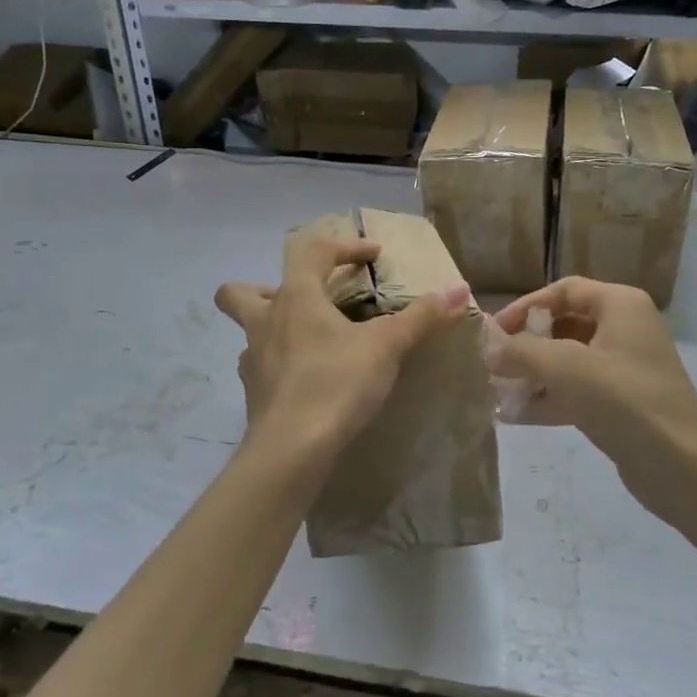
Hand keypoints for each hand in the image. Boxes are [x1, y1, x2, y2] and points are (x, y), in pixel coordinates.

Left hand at [215, 232, 468, 463]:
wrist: (292, 449)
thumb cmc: (336, 382)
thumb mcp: (387, 346)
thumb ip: (422, 316)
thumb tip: (458, 289)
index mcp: (295, 297)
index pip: (315, 253)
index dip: (346, 247)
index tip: (373, 255)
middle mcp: (265, 322)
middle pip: (238, 292)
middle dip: (263, 287)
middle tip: (302, 301)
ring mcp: (253, 360)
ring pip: (248, 332)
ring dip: (272, 329)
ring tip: (307, 341)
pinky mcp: (253, 395)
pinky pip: (260, 368)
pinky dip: (280, 366)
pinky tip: (305, 379)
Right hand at [487, 278, 696, 521]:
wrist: (685, 469)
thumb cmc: (626, 402)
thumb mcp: (568, 369)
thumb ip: (521, 352)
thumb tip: (486, 344)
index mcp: (621, 306)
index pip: (564, 290)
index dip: (526, 306)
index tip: (494, 332)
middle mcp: (625, 329)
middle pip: (564, 325)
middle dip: (527, 345)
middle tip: (493, 364)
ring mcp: (625, 368)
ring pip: (568, 361)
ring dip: (534, 374)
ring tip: (497, 391)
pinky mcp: (622, 403)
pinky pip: (577, 390)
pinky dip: (549, 398)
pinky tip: (515, 416)